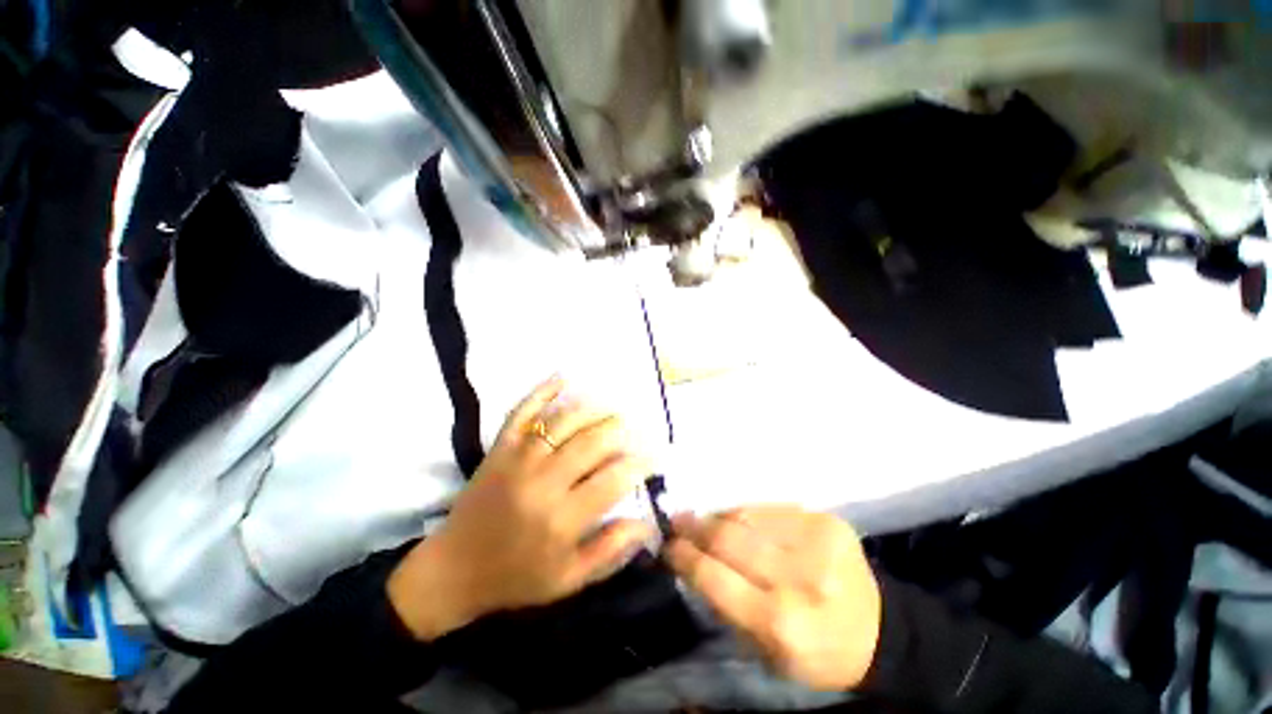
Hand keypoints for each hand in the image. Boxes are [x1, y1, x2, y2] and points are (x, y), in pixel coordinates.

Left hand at [389, 376, 652, 640]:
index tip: (654, 456)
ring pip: (563, 421)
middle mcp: (542, 483)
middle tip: (634, 429)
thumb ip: (610, 549)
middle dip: (621, 430)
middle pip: (592, 442)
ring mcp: (518, 459)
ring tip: (611, 408)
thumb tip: (646, 521)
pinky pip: (522, 411)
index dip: (640, 463)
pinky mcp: (499, 448)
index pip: (613, 479)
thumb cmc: (516, 578)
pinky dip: (542, 391)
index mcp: (562, 520)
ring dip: (593, 408)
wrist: (453, 571)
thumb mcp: (569, 580)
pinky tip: (563, 377)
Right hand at [667, 506, 881, 690]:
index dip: (685, 557)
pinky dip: (747, 513)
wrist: (876, 630)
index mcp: (782, 623)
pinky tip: (738, 519)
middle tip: (677, 522)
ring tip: (703, 519)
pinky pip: (771, 509)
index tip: (667, 546)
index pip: (715, 578)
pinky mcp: (827, 521)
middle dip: (696, 528)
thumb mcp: (765, 653)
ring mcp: (817, 542)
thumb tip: (693, 560)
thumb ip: (726, 605)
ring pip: (747, 517)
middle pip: (729, 539)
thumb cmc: (814, 651)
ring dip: (719, 517)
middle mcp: (800, 578)